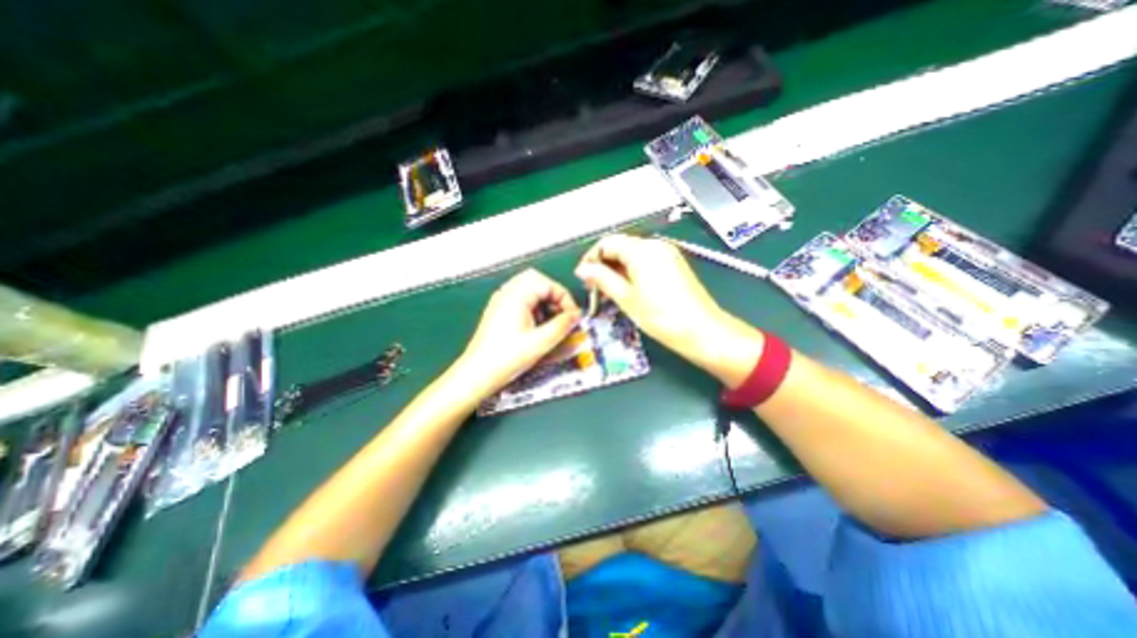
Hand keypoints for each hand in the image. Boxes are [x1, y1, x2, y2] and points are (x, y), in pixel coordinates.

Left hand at [454, 266, 580, 395]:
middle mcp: (506, 293)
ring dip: (544, 302)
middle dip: (554, 295)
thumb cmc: (507, 358)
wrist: (478, 374)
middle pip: (537, 281)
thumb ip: (562, 326)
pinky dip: (534, 307)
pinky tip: (537, 326)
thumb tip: (576, 316)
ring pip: (529, 289)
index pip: (547, 283)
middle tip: (562, 314)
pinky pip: (521, 299)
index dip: (564, 298)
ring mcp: (501, 301)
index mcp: (516, 296)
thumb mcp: (541, 342)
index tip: (572, 316)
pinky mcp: (499, 311)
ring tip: (551, 322)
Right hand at [580, 233, 762, 383]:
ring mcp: (666, 253)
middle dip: (603, 264)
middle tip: (593, 287)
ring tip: (608, 291)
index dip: (591, 258)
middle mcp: (655, 245)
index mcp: (641, 250)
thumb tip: (582, 269)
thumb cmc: (661, 316)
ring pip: (632, 254)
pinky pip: (645, 261)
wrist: (702, 330)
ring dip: (617, 269)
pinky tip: (627, 289)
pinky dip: (632, 271)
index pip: (607, 243)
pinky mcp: (673, 264)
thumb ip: (602, 279)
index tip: (583, 277)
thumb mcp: (626, 298)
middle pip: (620, 246)